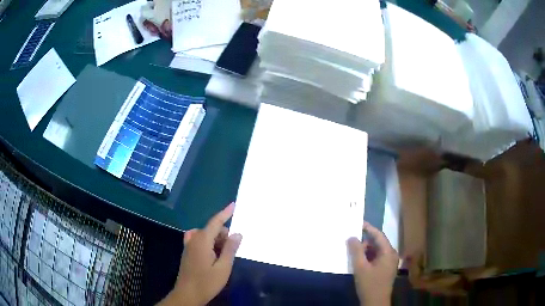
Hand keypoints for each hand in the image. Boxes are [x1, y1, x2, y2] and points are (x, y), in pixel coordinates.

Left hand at [158, 203, 241, 305]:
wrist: (187, 294)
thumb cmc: (206, 282)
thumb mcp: (223, 268)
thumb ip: (230, 249)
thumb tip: (237, 234)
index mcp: (202, 241)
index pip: (215, 222)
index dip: (225, 213)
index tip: (233, 205)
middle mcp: (194, 240)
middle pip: (212, 229)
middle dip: (223, 236)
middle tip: (231, 252)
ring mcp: (189, 246)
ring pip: (206, 236)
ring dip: (217, 241)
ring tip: (223, 258)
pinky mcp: (188, 253)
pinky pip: (199, 241)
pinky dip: (209, 244)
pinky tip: (213, 255)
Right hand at [347, 222, 398, 305]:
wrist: (376, 302)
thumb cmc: (369, 284)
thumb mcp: (360, 267)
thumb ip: (356, 251)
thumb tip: (352, 237)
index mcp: (388, 252)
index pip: (379, 235)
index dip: (369, 228)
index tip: (359, 223)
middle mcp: (391, 255)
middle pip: (378, 243)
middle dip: (365, 242)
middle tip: (352, 241)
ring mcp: (390, 263)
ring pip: (377, 251)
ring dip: (366, 251)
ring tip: (353, 253)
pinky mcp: (386, 269)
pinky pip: (377, 258)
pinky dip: (369, 257)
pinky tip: (359, 262)